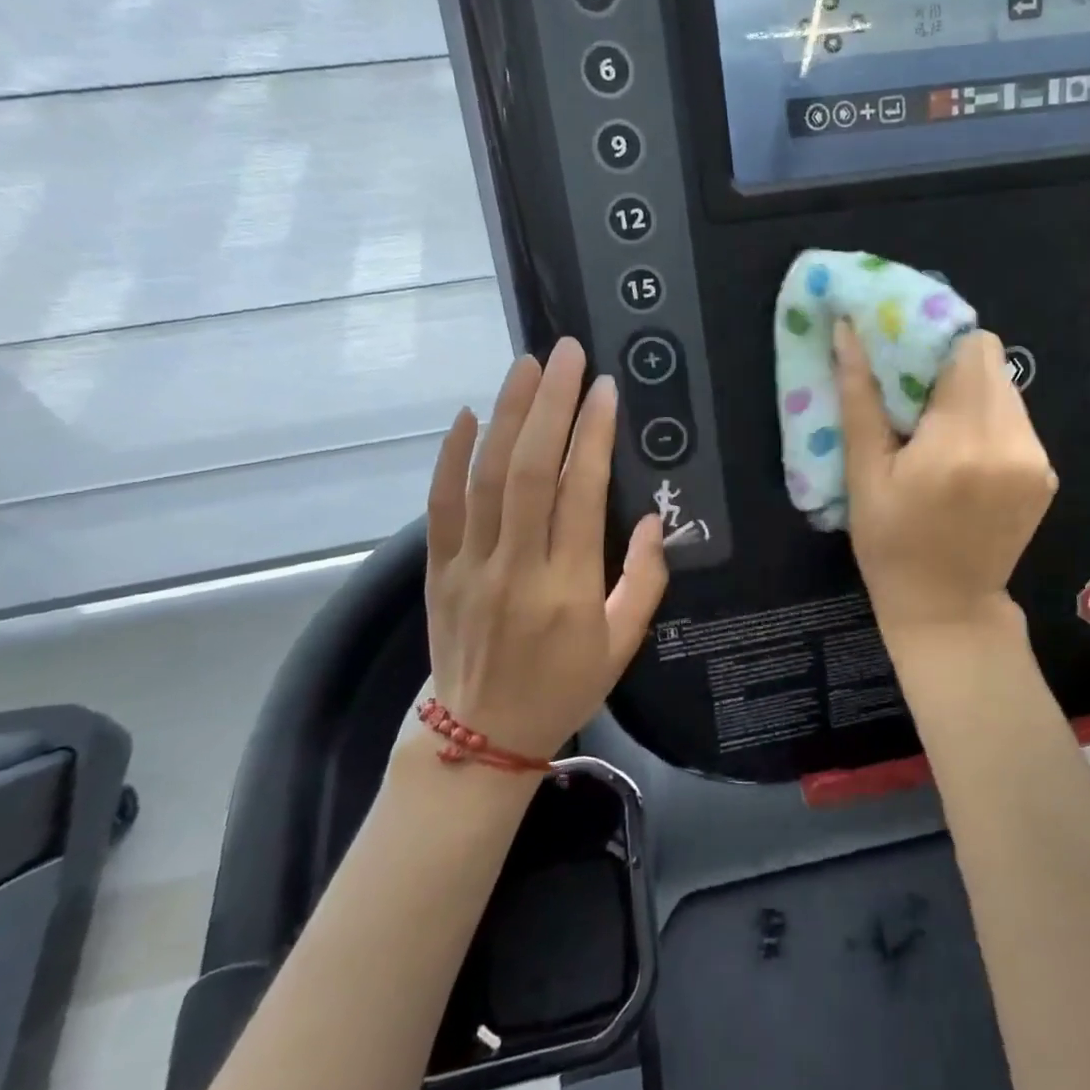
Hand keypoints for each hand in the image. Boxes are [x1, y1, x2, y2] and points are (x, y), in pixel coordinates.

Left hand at [416, 338, 667, 763]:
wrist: (481, 735)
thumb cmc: (564, 686)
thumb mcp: (622, 645)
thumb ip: (644, 580)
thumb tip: (651, 519)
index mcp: (568, 588)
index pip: (581, 494)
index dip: (594, 436)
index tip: (604, 390)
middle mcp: (516, 568)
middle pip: (530, 470)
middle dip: (549, 405)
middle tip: (565, 354)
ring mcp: (470, 565)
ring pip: (486, 476)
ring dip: (507, 415)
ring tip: (525, 366)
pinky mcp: (438, 568)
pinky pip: (441, 505)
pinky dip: (451, 456)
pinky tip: (467, 415)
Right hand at [835, 323, 1057, 640]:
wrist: (947, 609)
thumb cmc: (891, 545)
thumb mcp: (863, 474)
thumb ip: (859, 397)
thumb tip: (848, 331)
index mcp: (962, 441)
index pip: (972, 347)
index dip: (937, 341)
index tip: (904, 359)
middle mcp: (1012, 442)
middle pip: (992, 363)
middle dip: (950, 366)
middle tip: (912, 395)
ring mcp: (1037, 459)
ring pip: (1006, 389)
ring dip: (969, 394)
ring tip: (934, 428)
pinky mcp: (1046, 474)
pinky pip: (1016, 421)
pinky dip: (987, 422)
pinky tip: (961, 456)